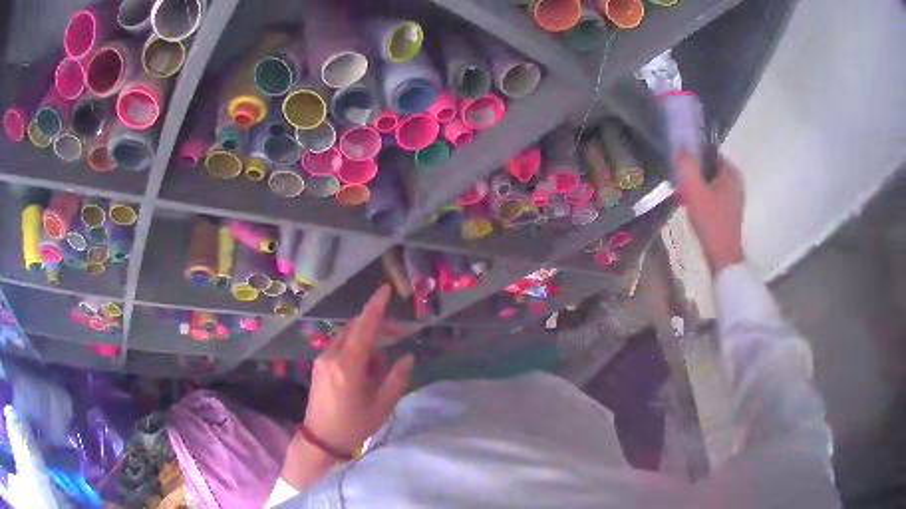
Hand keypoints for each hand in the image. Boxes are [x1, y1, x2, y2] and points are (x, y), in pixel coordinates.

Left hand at [303, 285, 414, 454]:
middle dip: (377, 325)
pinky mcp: (319, 365)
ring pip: (348, 337)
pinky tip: (365, 370)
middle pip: (355, 328)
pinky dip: (356, 350)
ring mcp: (322, 359)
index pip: (364, 327)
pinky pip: (340, 347)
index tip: (385, 289)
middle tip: (399, 334)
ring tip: (381, 367)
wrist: (321, 439)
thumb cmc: (354, 425)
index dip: (376, 306)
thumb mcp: (382, 405)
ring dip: (367, 341)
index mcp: (348, 365)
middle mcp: (332, 356)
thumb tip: (408, 356)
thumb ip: (396, 378)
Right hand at [676, 152, 744, 272]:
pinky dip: (703, 196)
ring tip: (684, 195)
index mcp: (731, 172)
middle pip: (709, 167)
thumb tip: (681, 147)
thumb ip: (687, 166)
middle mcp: (736, 180)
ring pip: (710, 182)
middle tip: (680, 182)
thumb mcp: (694, 191)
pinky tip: (693, 207)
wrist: (723, 257)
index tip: (681, 166)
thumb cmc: (711, 222)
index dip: (693, 155)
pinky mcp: (730, 210)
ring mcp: (735, 196)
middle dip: (694, 172)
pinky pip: (713, 194)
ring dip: (697, 185)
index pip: (709, 152)